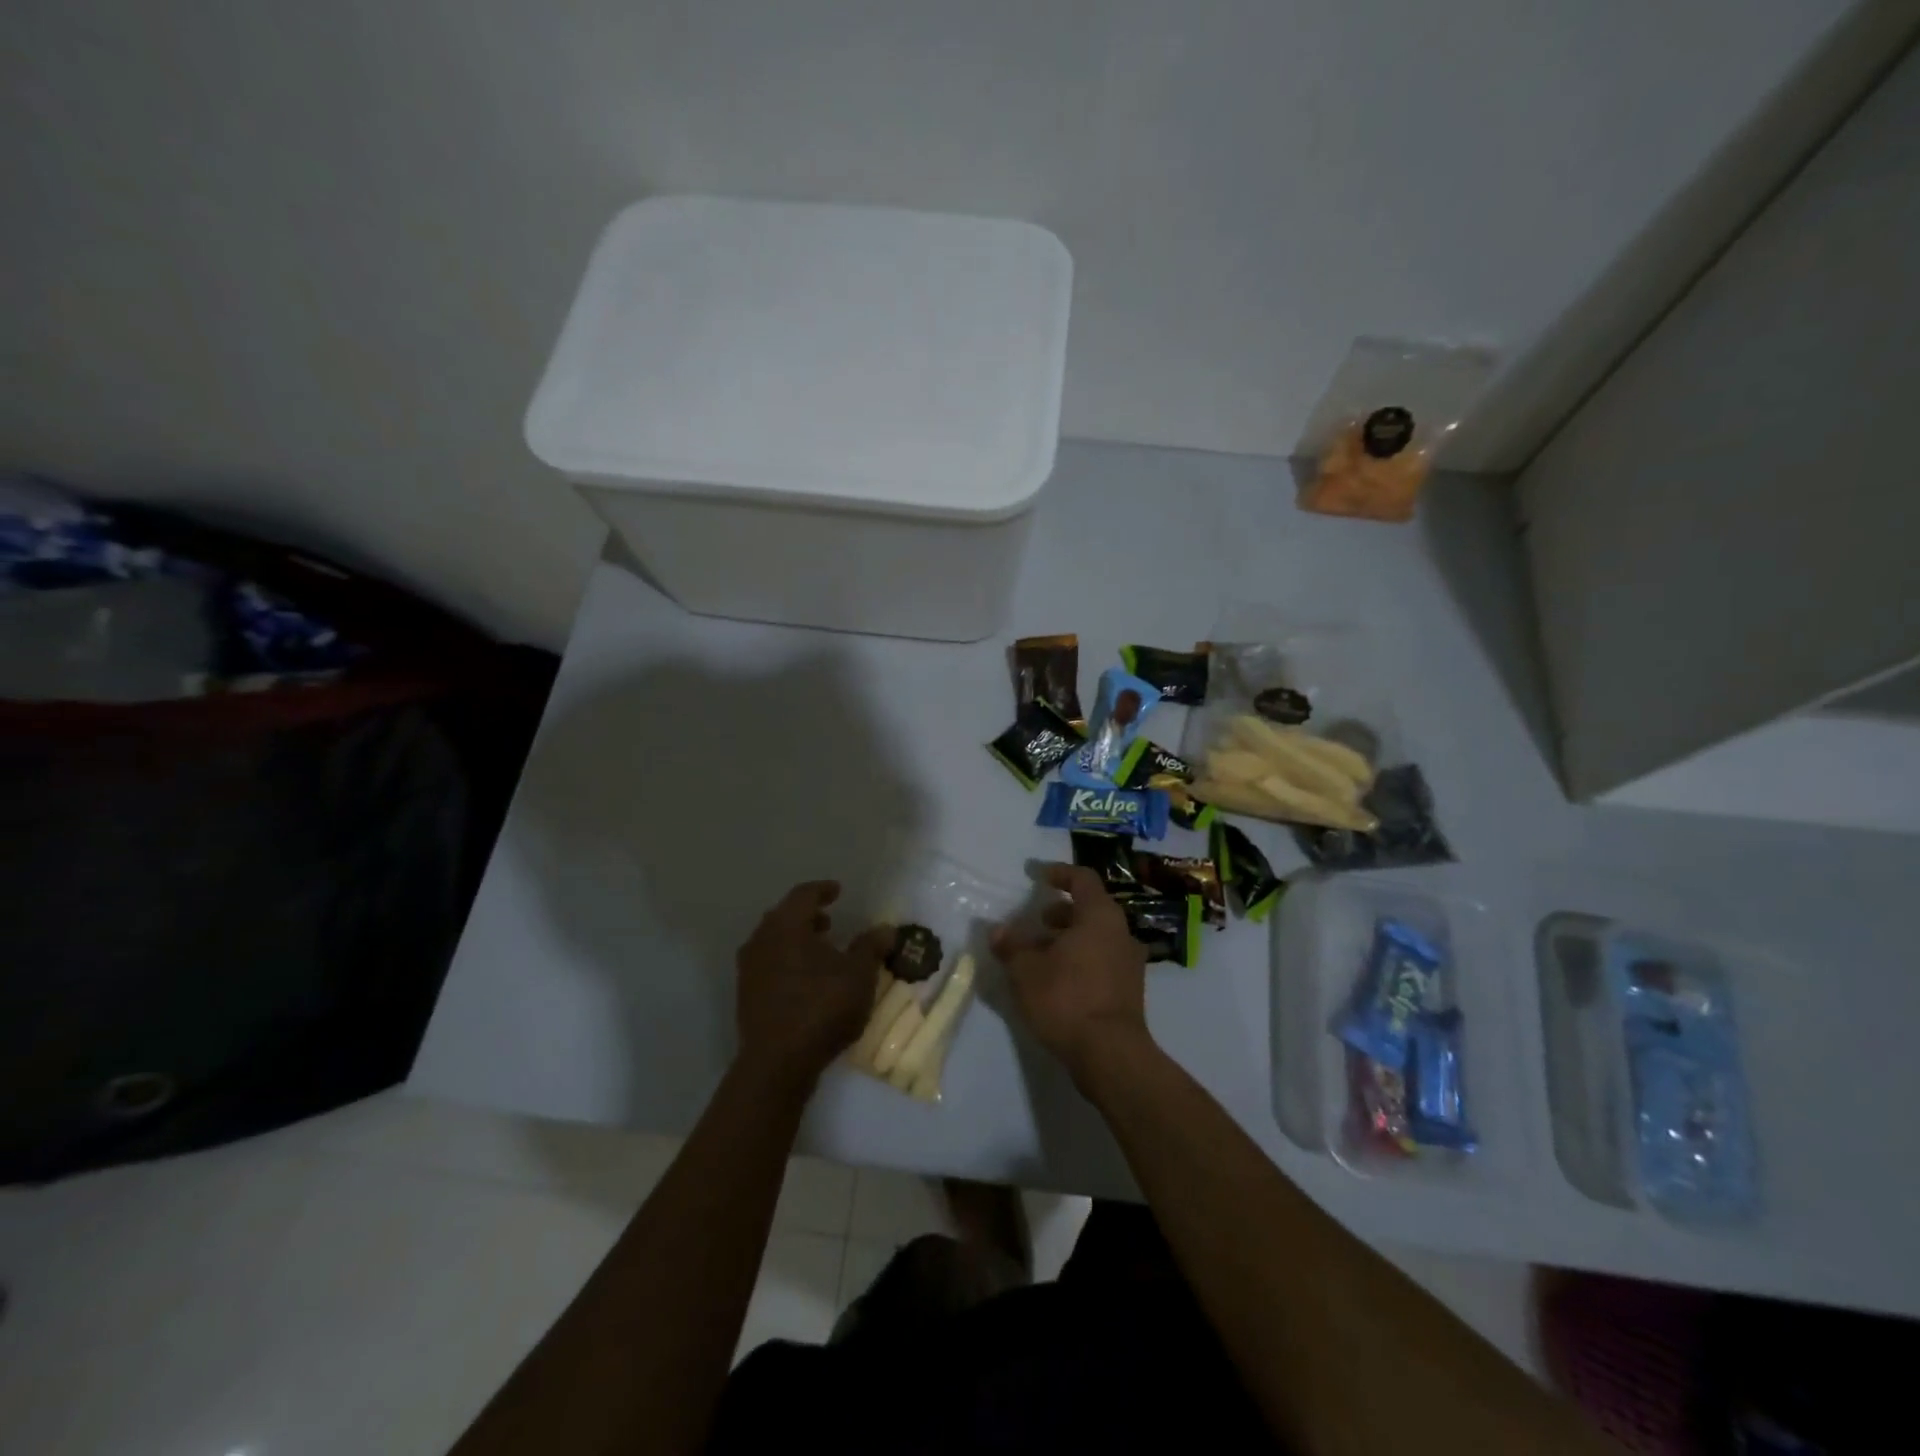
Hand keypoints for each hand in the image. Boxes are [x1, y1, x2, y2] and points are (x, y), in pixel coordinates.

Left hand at [736, 881, 891, 1091]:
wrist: (777, 1064)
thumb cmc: (821, 1007)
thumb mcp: (859, 975)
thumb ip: (871, 947)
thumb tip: (885, 929)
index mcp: (786, 926)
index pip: (803, 895)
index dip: (822, 890)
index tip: (837, 891)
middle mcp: (761, 941)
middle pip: (783, 917)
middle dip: (807, 916)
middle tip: (829, 920)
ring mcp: (749, 970)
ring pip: (774, 942)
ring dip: (796, 940)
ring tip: (821, 951)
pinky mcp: (746, 996)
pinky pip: (769, 965)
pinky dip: (787, 961)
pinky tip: (807, 979)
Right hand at [991, 864, 1150, 1086]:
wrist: (1110, 1054)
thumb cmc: (1066, 998)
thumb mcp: (1026, 970)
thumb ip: (1011, 945)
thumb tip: (998, 930)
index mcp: (1100, 916)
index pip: (1082, 879)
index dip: (1058, 873)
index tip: (1037, 875)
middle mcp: (1121, 932)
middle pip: (1091, 909)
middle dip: (1061, 911)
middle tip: (1036, 921)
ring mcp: (1130, 963)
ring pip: (1096, 937)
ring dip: (1069, 938)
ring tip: (1040, 954)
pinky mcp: (1129, 990)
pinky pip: (1102, 960)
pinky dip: (1080, 960)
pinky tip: (1057, 980)